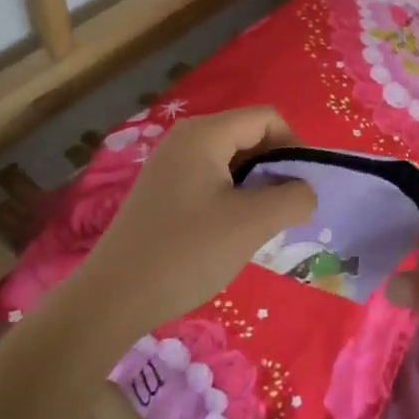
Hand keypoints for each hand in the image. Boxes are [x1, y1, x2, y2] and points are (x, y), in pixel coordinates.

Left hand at [63, 107, 313, 342]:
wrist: (112, 299)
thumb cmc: (186, 253)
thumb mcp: (252, 224)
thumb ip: (293, 198)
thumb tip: (306, 192)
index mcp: (205, 133)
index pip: (268, 119)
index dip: (294, 148)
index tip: (300, 191)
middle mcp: (186, 138)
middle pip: (249, 136)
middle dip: (274, 170)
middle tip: (282, 213)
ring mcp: (170, 164)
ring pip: (232, 161)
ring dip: (254, 188)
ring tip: (257, 227)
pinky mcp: (162, 191)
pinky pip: (211, 179)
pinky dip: (231, 198)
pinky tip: (228, 234)